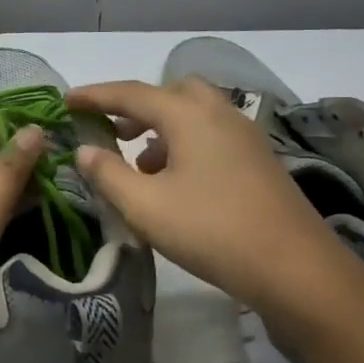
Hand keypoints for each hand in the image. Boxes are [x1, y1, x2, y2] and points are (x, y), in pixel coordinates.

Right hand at [67, 77, 360, 317]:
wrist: (296, 269)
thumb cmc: (212, 230)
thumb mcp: (146, 206)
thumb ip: (108, 174)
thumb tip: (85, 150)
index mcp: (189, 115)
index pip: (132, 93)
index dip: (95, 95)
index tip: (67, 101)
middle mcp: (220, 115)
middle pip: (172, 94)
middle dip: (137, 107)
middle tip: (112, 130)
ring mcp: (245, 138)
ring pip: (195, 116)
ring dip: (162, 129)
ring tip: (138, 164)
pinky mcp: (259, 163)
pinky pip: (212, 137)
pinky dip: (185, 146)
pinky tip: (175, 184)